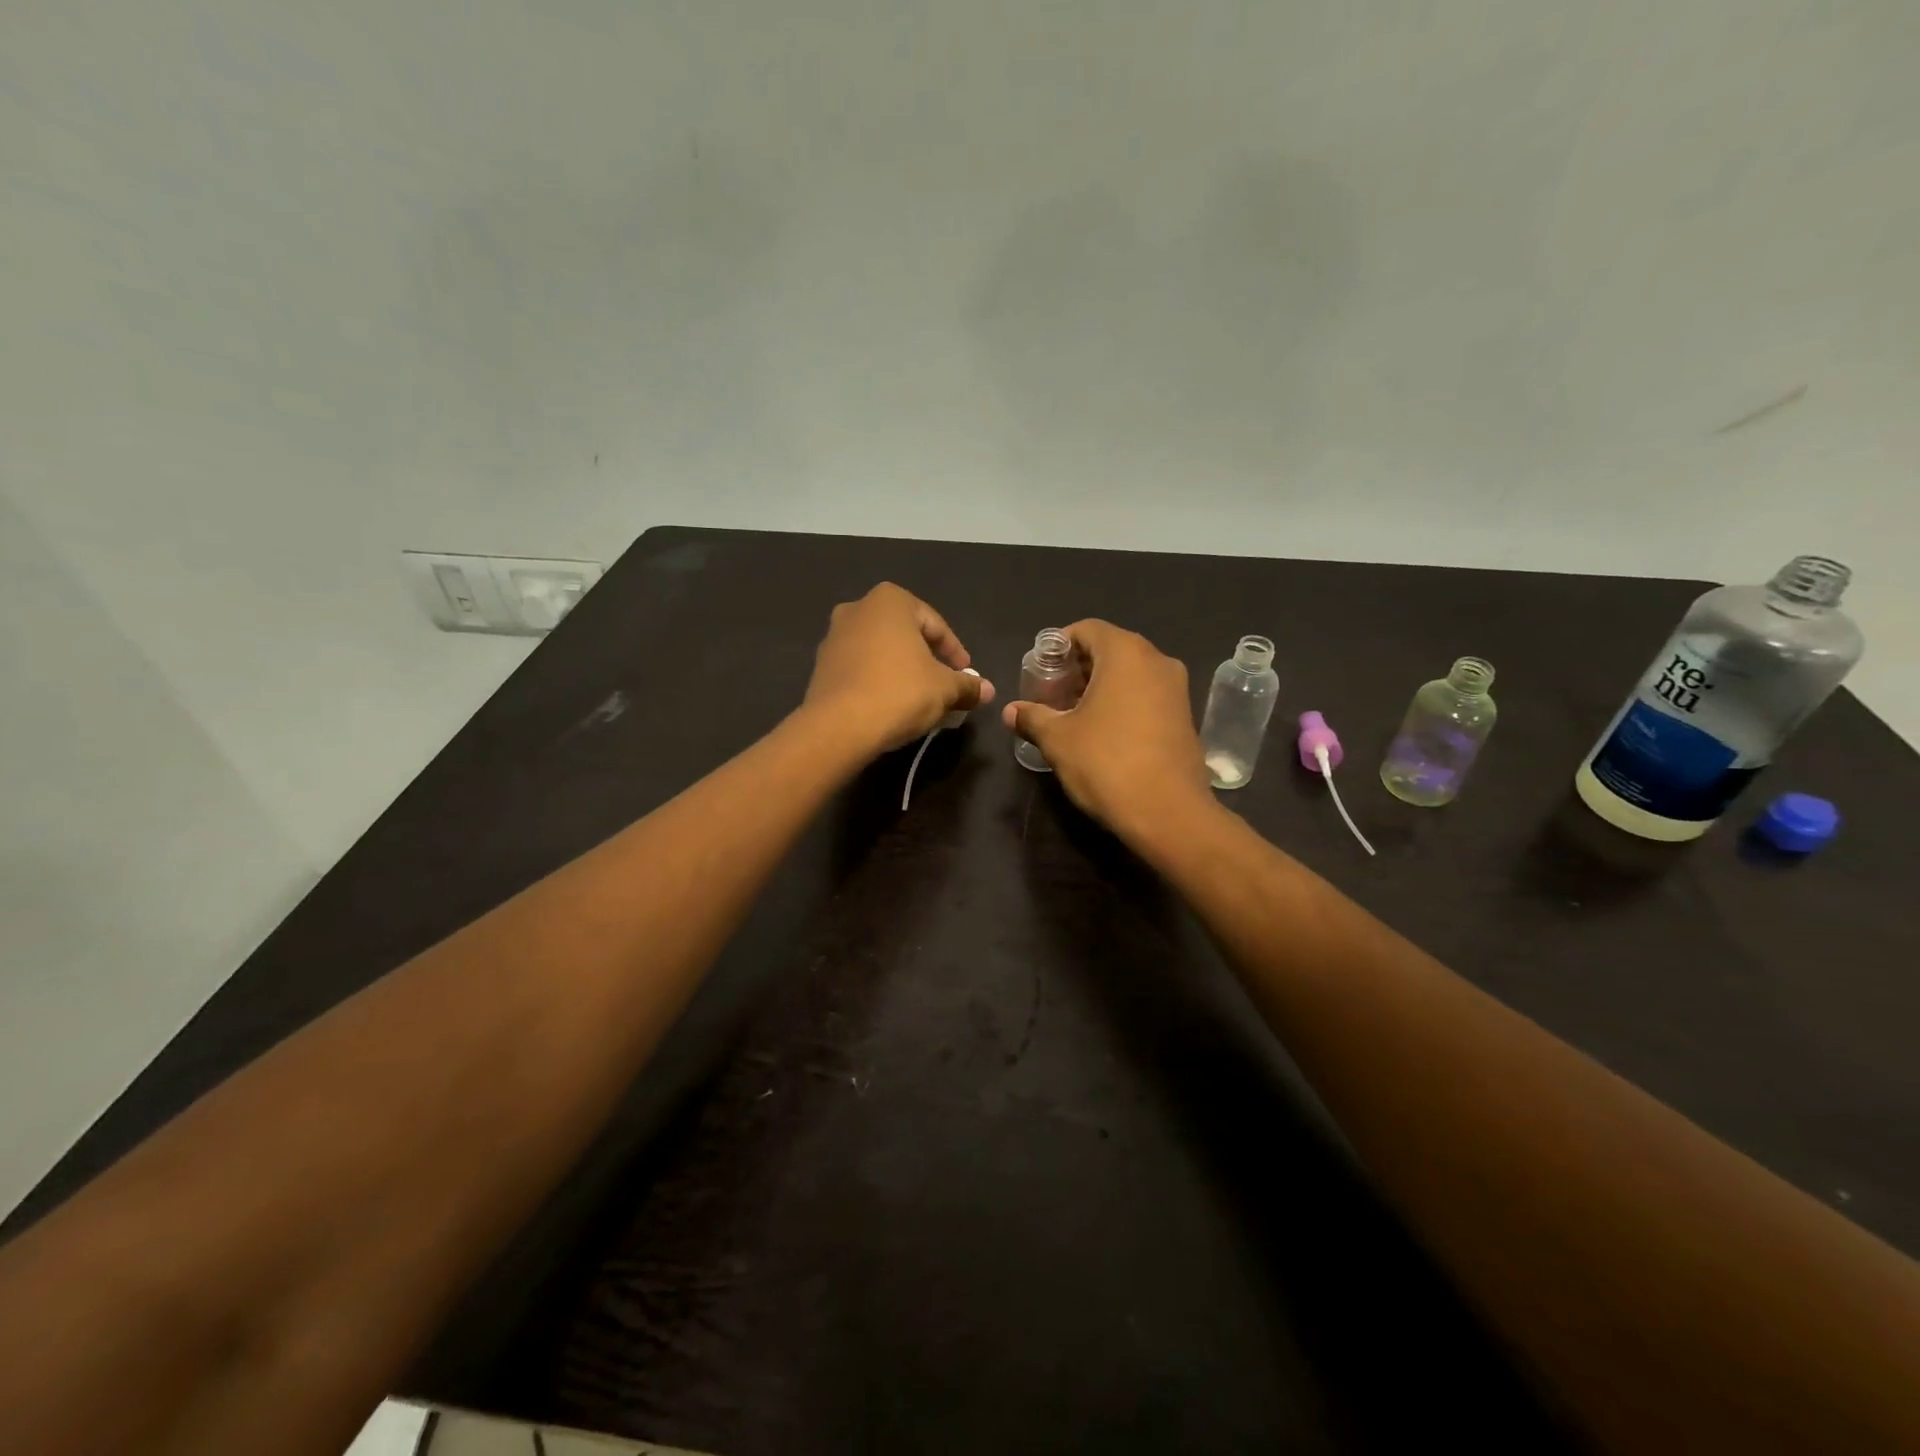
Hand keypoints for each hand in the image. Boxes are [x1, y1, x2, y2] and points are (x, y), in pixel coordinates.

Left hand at [802, 583, 994, 754]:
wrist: (838, 727)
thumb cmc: (899, 692)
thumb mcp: (944, 689)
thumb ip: (967, 685)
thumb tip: (987, 690)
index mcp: (890, 601)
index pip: (935, 625)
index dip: (955, 653)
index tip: (966, 676)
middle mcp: (858, 609)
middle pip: (905, 635)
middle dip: (927, 659)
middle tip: (944, 685)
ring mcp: (834, 637)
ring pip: (880, 651)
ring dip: (902, 670)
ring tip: (919, 698)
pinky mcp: (820, 666)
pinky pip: (860, 668)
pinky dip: (878, 681)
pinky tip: (890, 705)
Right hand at [1002, 619, 1213, 837]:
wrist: (1169, 813)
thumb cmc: (1107, 763)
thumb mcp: (1058, 739)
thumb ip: (1032, 717)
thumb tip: (1010, 711)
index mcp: (1126, 653)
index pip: (1087, 629)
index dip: (1058, 646)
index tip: (1039, 671)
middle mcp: (1157, 660)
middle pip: (1109, 649)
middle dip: (1077, 668)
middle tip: (1051, 694)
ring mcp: (1176, 688)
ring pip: (1130, 674)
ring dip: (1099, 687)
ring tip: (1072, 715)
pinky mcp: (1185, 716)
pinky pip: (1147, 694)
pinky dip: (1122, 702)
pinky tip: (1102, 732)